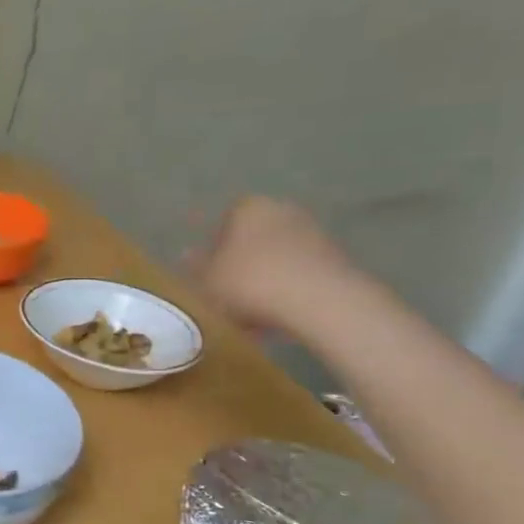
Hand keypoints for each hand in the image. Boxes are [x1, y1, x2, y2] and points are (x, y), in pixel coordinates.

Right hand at [187, 196, 357, 337]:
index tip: (208, 273)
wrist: (321, 302)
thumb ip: (196, 266)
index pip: (222, 222)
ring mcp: (313, 233)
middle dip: (240, 262)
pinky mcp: (335, 258)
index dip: (212, 248)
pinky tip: (276, 315)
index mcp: (248, 208)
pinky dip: (287, 289)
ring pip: (276, 256)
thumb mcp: (208, 279)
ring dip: (264, 277)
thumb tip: (187, 255)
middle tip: (227, 291)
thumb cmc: (251, 282)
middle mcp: (282, 211)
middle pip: (252, 238)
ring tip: (251, 312)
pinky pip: (299, 272)